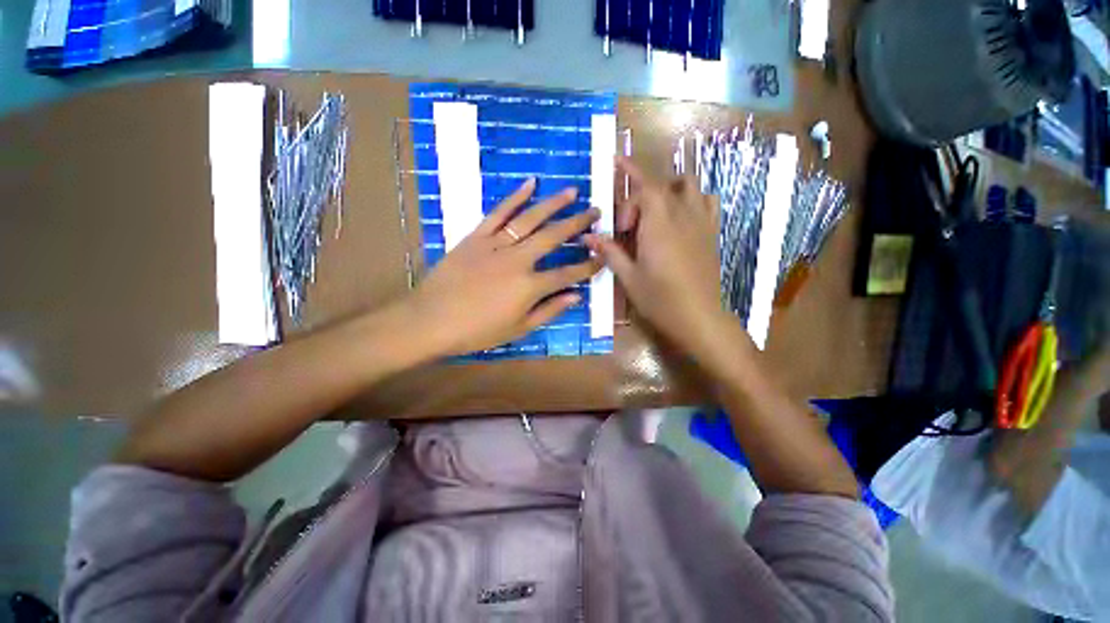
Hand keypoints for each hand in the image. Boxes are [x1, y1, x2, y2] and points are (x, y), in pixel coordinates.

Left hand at [402, 179, 602, 357]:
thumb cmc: (476, 331)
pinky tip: (530, 184)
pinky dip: (514, 197)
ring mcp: (496, 244)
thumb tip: (576, 296)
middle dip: (578, 224)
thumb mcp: (518, 329)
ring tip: (573, 192)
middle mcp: (518, 260)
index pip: (567, 273)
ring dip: (553, 204)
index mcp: (530, 287)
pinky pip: (498, 213)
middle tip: (596, 211)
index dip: (588, 265)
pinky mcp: (476, 236)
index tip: (602, 255)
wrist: (430, 320)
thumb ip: (549, 311)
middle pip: (554, 237)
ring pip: (530, 219)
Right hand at [586, 157, 731, 355]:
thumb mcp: (628, 277)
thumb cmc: (660, 299)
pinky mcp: (711, 232)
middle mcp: (681, 214)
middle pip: (660, 187)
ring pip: (688, 185)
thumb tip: (588, 237)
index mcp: (658, 224)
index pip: (644, 186)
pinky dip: (694, 198)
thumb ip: (609, 252)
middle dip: (638, 198)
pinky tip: (682, 215)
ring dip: (668, 189)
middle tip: (627, 229)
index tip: (617, 179)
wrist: (699, 317)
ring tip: (654, 211)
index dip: (629, 175)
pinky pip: (707, 200)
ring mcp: (700, 221)